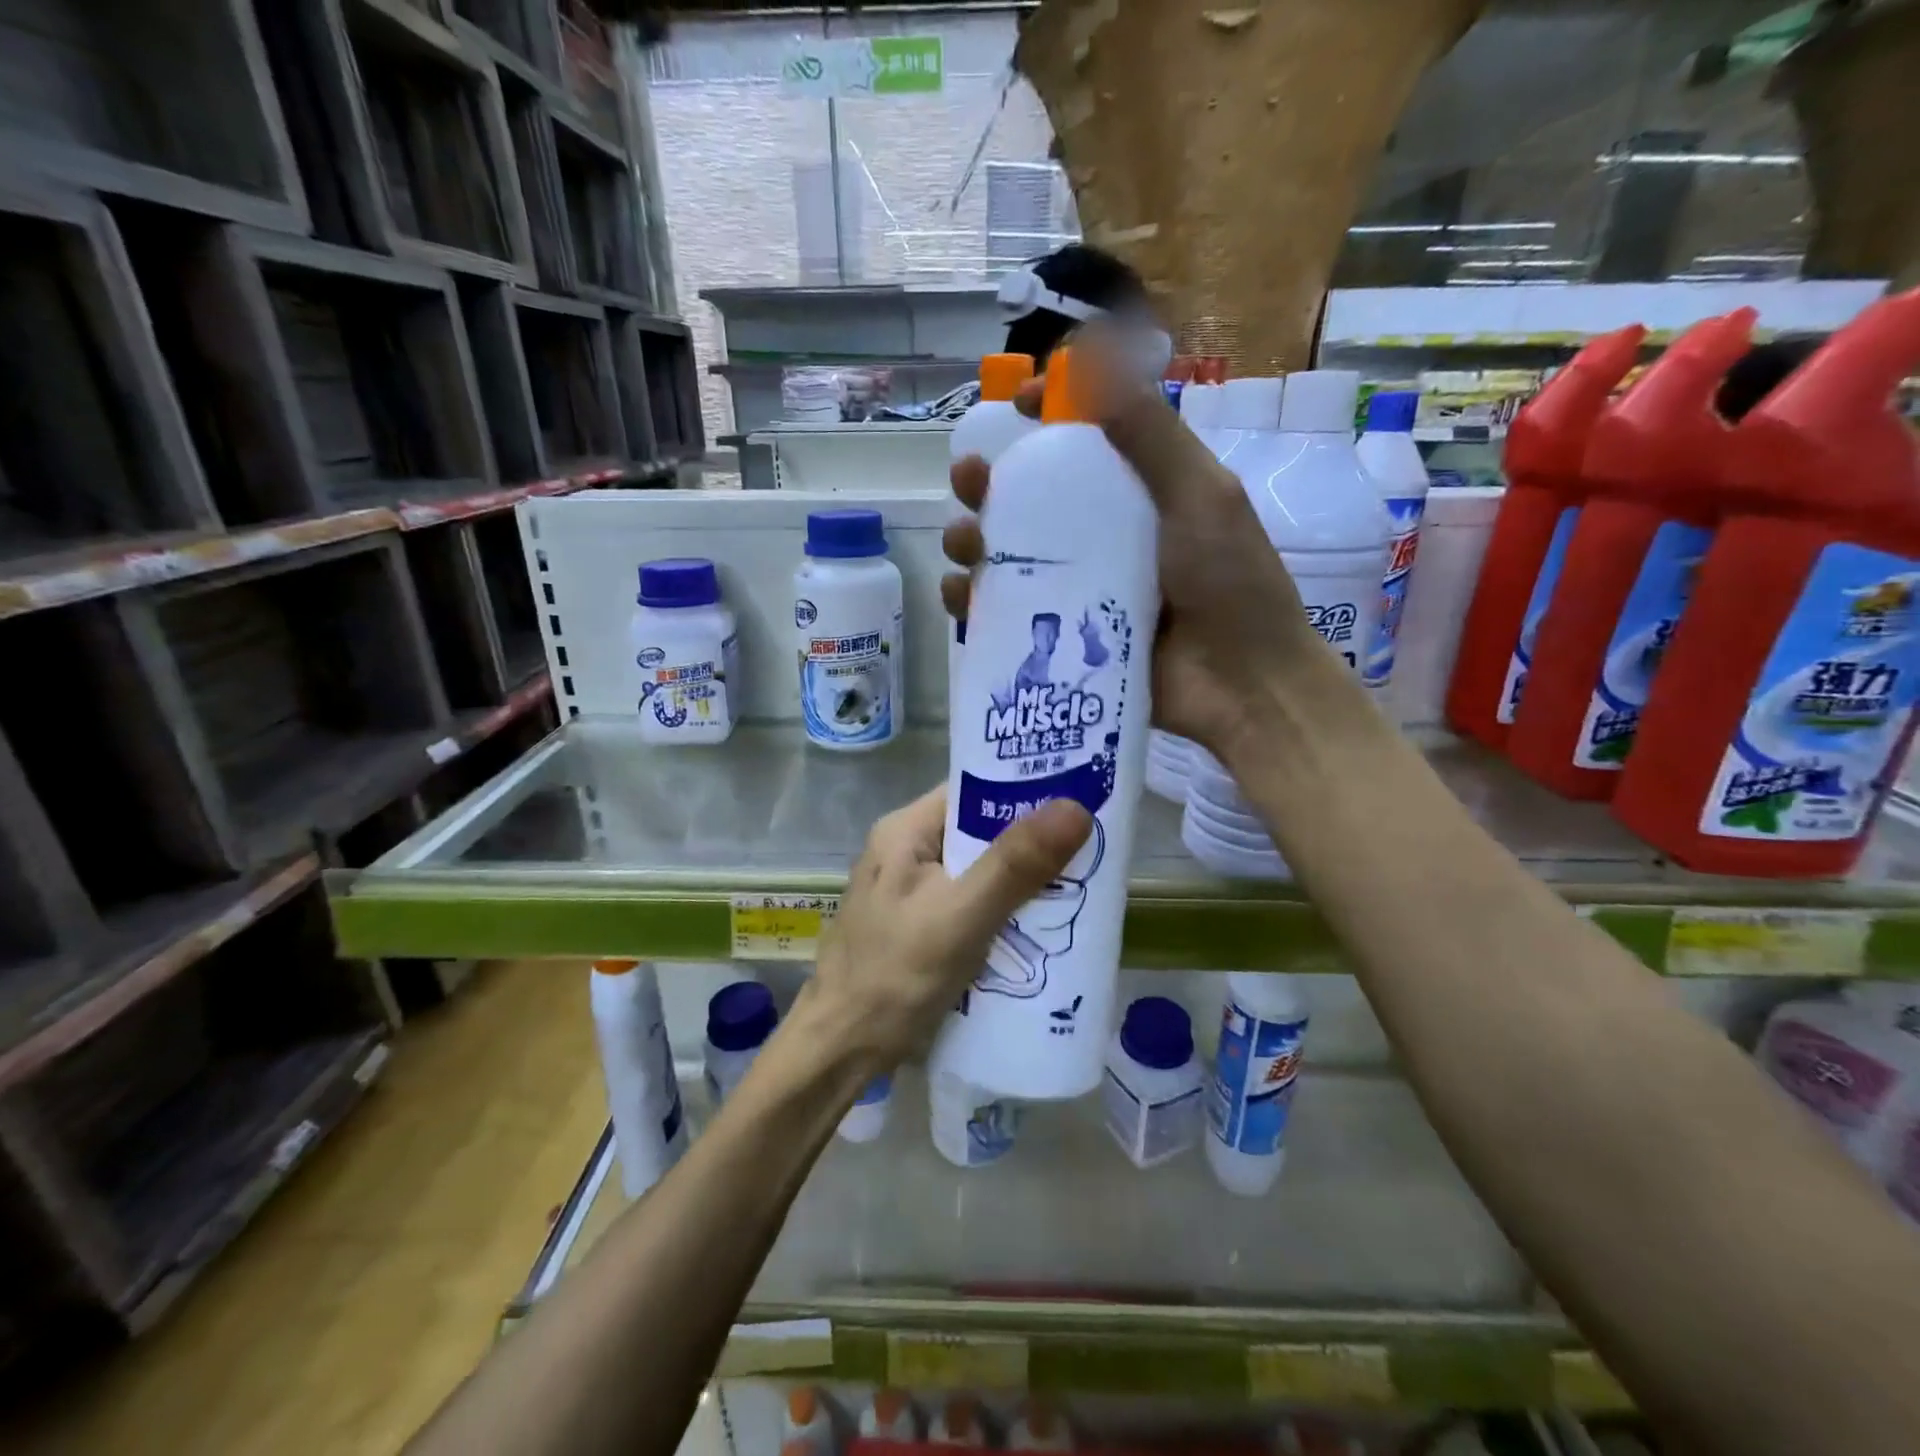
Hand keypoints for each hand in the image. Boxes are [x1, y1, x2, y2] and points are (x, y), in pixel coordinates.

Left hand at [807, 786, 1091, 1072]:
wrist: (839, 1053)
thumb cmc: (894, 976)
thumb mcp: (961, 915)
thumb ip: (1015, 863)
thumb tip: (1076, 806)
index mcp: (905, 831)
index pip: (974, 790)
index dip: (1025, 790)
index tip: (1081, 796)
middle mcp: (905, 851)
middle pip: (980, 831)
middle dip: (1032, 842)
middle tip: (1093, 847)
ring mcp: (910, 892)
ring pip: (979, 871)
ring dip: (1022, 880)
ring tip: (1080, 885)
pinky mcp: (919, 927)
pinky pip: (971, 904)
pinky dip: (1004, 911)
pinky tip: (1040, 926)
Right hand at [941, 335, 1330, 757]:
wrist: (1241, 686)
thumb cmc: (1231, 583)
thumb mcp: (1199, 496)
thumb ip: (1149, 432)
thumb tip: (1089, 352)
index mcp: (1136, 490)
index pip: (1080, 437)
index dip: (1047, 412)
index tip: (1020, 404)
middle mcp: (1099, 533)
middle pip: (1026, 496)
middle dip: (987, 481)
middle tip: (970, 481)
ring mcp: (1077, 586)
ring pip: (1006, 553)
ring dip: (970, 539)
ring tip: (965, 546)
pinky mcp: (1062, 636)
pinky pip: (1004, 611)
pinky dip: (972, 600)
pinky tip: (962, 598)